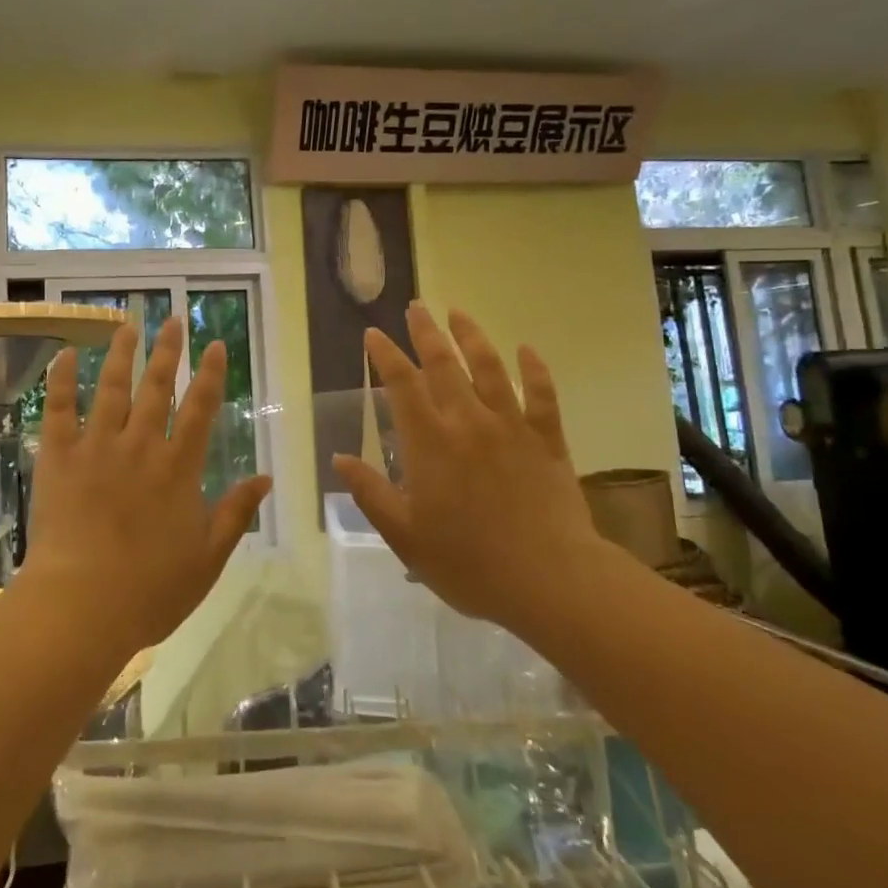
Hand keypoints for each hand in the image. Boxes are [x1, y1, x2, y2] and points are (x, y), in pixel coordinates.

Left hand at [20, 316, 272, 654]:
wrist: (81, 606)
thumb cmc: (150, 589)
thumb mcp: (208, 557)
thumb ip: (236, 513)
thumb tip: (267, 477)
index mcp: (178, 468)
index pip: (201, 408)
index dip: (210, 374)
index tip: (216, 345)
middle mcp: (141, 446)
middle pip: (158, 388)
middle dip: (168, 351)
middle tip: (172, 319)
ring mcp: (97, 448)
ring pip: (112, 388)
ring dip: (122, 354)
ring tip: (128, 325)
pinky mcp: (59, 458)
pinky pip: (59, 410)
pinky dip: (62, 380)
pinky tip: (66, 354)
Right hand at [333, 305, 601, 632]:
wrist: (549, 580)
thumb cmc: (468, 563)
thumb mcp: (405, 536)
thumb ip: (370, 493)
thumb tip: (339, 460)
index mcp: (430, 443)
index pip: (402, 385)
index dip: (385, 355)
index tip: (374, 333)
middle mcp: (468, 422)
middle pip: (443, 364)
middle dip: (426, 332)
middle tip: (416, 307)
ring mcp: (511, 427)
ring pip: (489, 368)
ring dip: (471, 336)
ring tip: (458, 313)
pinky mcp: (547, 439)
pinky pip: (541, 395)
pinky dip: (534, 369)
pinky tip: (526, 349)